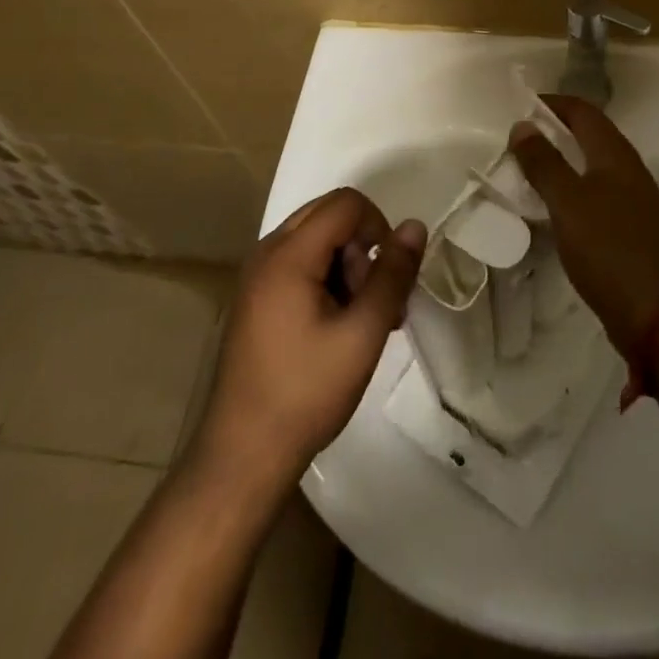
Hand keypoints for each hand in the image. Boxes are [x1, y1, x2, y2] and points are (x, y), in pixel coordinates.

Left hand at [193, 189, 425, 493]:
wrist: (242, 456)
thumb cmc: (306, 393)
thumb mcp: (363, 334)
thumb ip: (393, 275)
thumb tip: (415, 226)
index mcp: (288, 255)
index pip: (345, 203)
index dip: (378, 226)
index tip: (389, 274)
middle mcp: (267, 253)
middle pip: (329, 215)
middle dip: (362, 245)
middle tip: (375, 297)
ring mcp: (257, 276)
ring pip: (317, 239)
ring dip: (347, 264)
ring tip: (363, 319)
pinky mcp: (256, 299)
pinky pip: (300, 263)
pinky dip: (327, 278)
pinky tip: (340, 325)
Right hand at [507, 96, 658, 353]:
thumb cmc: (610, 250)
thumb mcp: (568, 203)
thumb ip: (544, 163)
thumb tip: (522, 125)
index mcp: (616, 155)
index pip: (583, 111)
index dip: (552, 103)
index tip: (519, 106)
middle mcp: (628, 170)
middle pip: (590, 135)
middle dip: (554, 131)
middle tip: (517, 140)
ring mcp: (633, 201)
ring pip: (592, 166)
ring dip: (561, 162)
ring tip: (527, 171)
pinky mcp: (631, 229)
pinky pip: (595, 194)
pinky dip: (571, 191)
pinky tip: (552, 209)